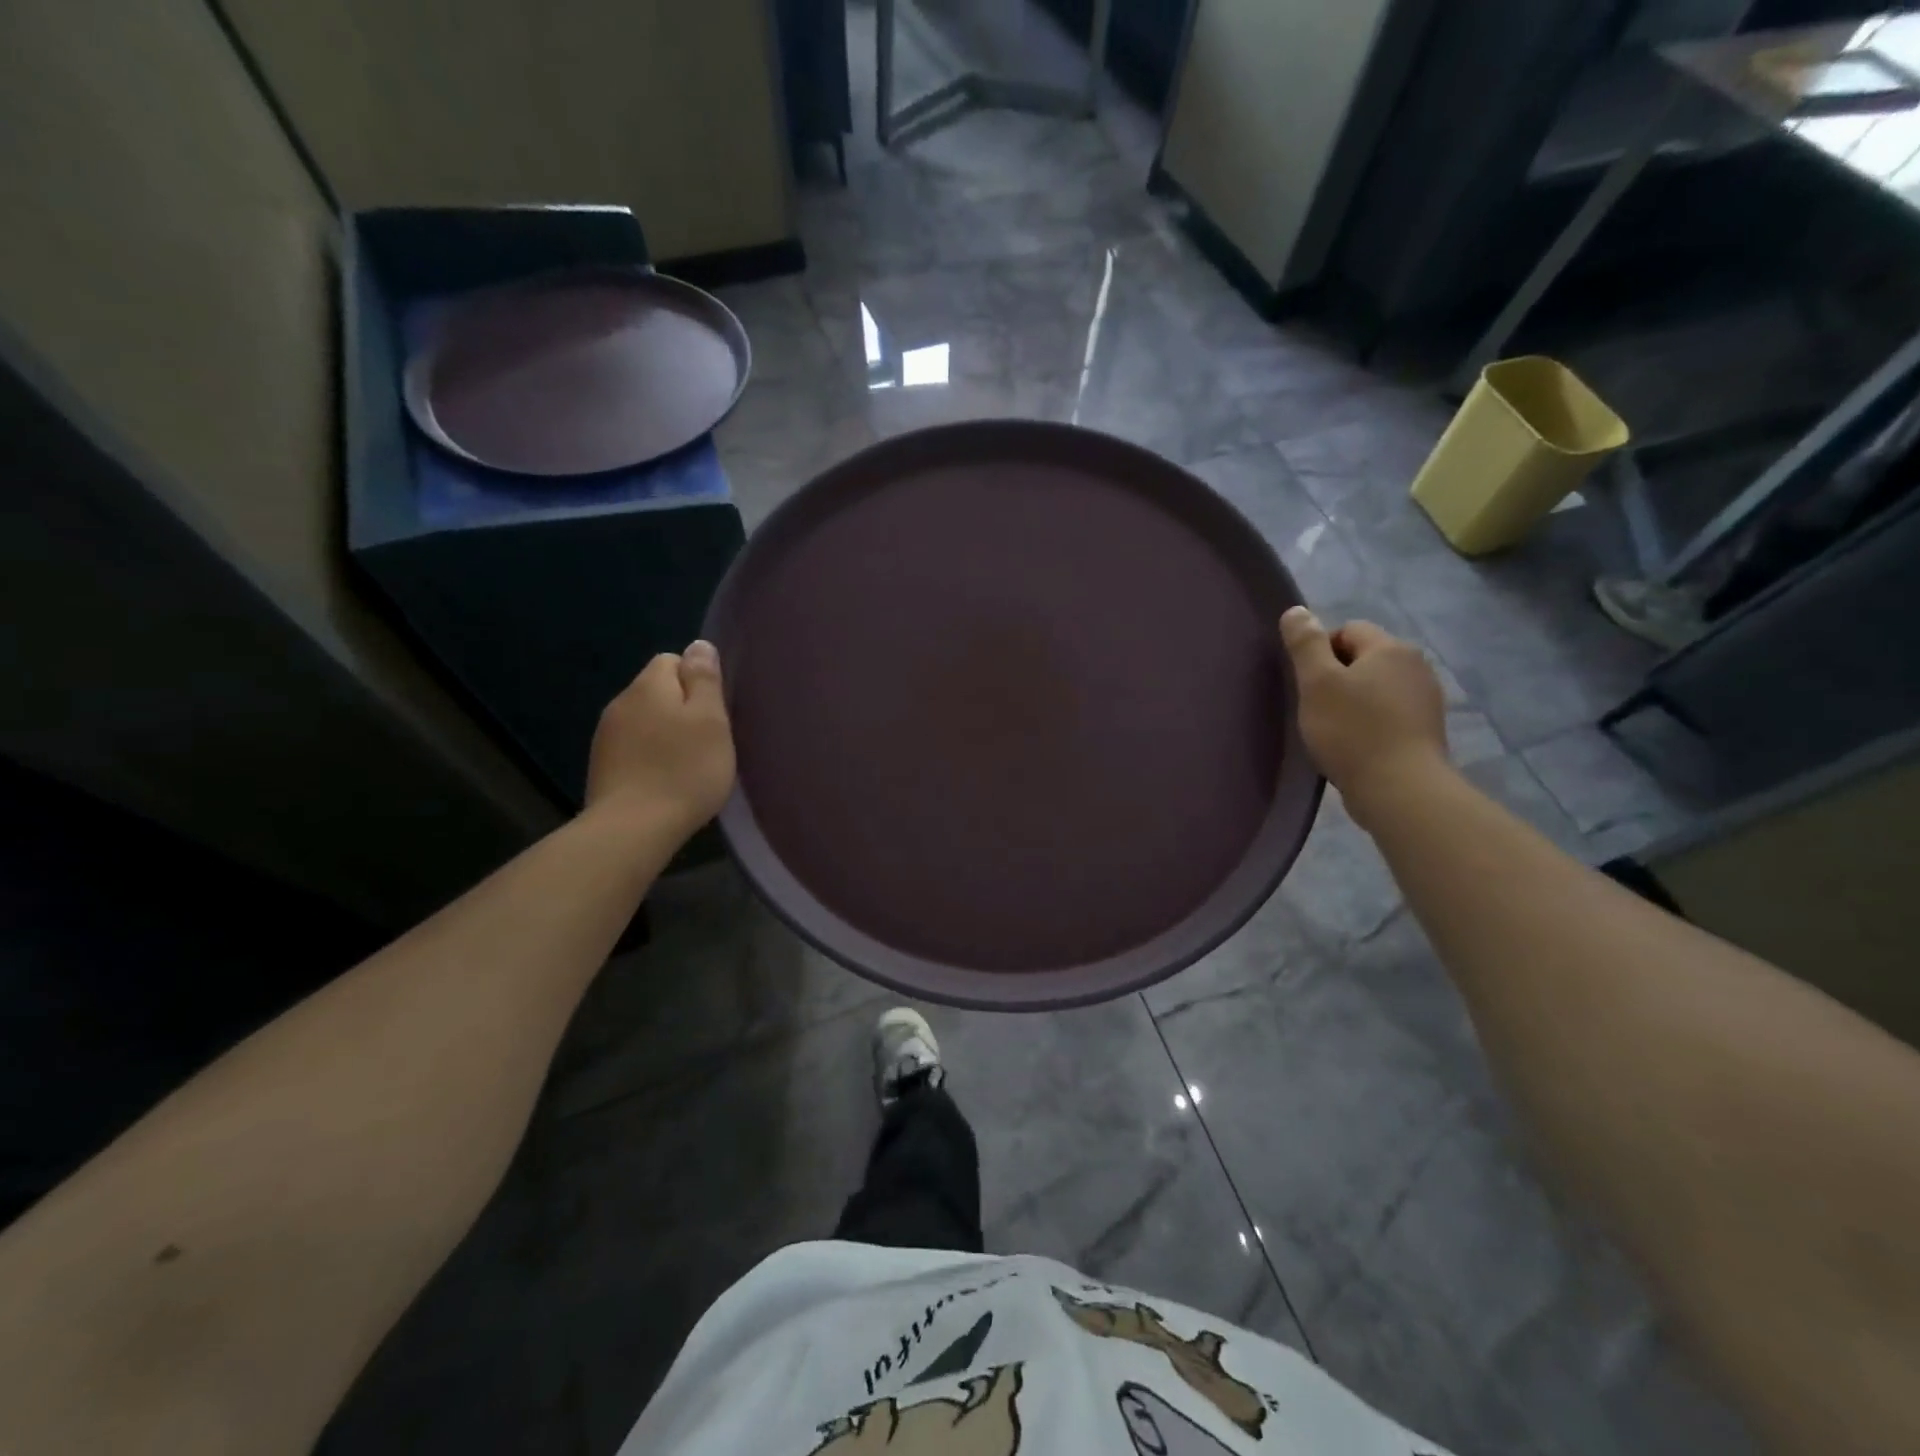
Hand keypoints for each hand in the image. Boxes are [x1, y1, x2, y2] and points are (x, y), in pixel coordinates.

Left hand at [585, 640, 735, 837]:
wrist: (633, 828)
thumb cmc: (683, 770)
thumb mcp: (710, 720)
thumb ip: (704, 679)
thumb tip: (698, 645)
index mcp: (648, 686)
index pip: (672, 660)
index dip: (697, 681)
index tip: (714, 712)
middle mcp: (620, 703)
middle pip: (656, 690)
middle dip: (681, 708)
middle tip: (706, 741)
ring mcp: (605, 736)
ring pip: (644, 720)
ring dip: (665, 734)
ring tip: (686, 764)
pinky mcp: (601, 766)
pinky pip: (633, 747)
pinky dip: (650, 756)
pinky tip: (664, 780)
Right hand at [1279, 608, 1448, 822]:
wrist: (1400, 789)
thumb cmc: (1352, 730)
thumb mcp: (1316, 683)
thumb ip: (1305, 644)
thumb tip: (1296, 611)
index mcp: (1391, 648)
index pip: (1348, 629)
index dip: (1320, 651)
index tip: (1306, 683)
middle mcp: (1416, 666)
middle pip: (1365, 657)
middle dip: (1338, 676)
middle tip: (1315, 707)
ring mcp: (1426, 699)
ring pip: (1377, 686)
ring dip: (1354, 700)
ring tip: (1334, 729)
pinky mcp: (1426, 730)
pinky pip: (1390, 713)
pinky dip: (1371, 722)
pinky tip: (1356, 745)